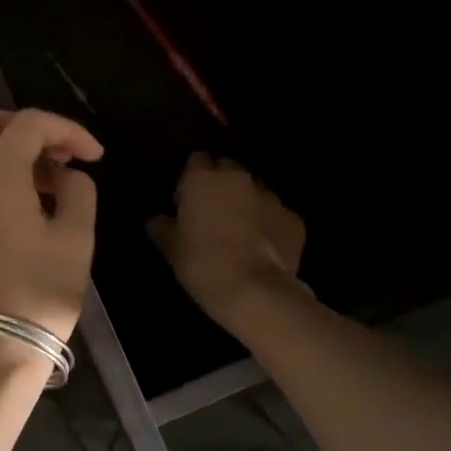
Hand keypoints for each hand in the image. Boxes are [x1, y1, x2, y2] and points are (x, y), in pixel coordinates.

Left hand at [0, 108, 102, 343]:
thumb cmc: (40, 294)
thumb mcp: (76, 239)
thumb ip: (79, 191)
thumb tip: (66, 176)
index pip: (27, 123)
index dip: (66, 129)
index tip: (94, 156)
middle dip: (26, 127)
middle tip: (60, 155)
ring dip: (9, 151)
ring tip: (49, 184)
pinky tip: (24, 205)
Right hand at [149, 153, 305, 325]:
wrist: (253, 290)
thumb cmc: (201, 263)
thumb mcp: (171, 248)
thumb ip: (162, 228)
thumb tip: (157, 220)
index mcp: (202, 179)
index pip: (196, 160)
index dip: (191, 177)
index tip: (185, 198)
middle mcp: (238, 178)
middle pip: (228, 169)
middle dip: (220, 185)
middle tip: (212, 213)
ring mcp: (270, 196)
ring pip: (254, 191)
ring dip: (246, 204)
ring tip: (240, 232)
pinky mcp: (294, 218)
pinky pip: (276, 215)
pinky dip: (269, 225)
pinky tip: (262, 248)